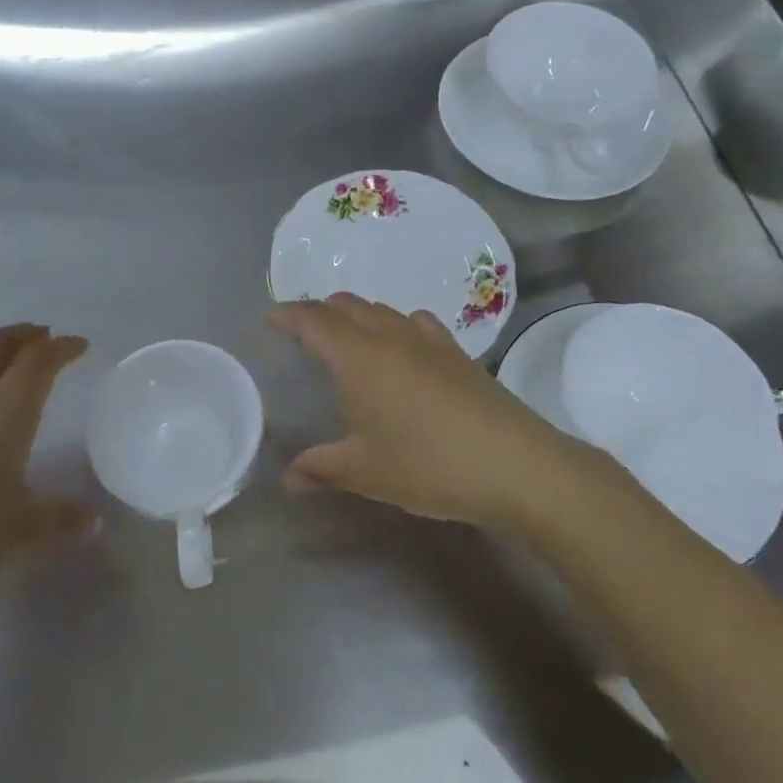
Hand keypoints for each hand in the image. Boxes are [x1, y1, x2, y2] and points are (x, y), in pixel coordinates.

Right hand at [269, 293, 576, 529]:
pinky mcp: (457, 351)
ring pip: (382, 310)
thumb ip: (322, 468)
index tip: (270, 317)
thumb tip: (289, 477)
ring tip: (348, 338)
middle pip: (347, 305)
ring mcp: (427, 339)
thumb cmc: (427, 465)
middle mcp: (390, 335)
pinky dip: (396, 325)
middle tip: (303, 331)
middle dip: (320, 311)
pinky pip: (415, 322)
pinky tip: (403, 348)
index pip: (314, 320)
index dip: (289, 314)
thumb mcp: (366, 472)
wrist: (512, 462)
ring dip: (357, 315)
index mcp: (359, 357)